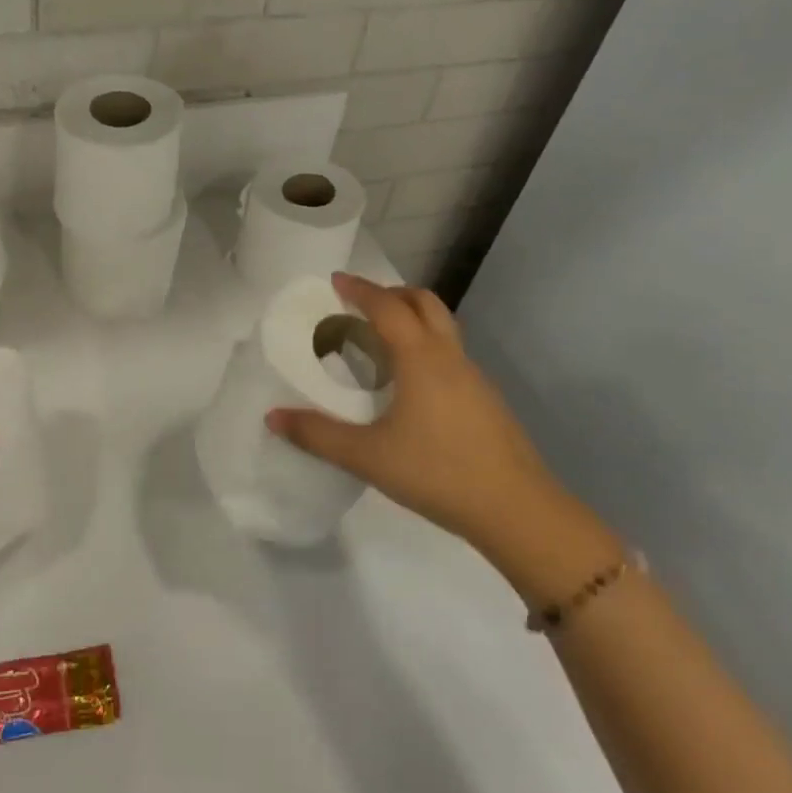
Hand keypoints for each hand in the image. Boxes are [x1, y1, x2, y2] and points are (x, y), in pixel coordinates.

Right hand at [266, 272, 554, 547]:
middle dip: (392, 294)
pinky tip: (410, 386)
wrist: (518, 512)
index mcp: (421, 359)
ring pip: (443, 329)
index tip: (336, 281)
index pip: (388, 308)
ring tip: (380, 342)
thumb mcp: (368, 456)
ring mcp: (475, 379)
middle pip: (425, 303)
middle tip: (361, 304)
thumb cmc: (438, 473)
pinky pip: (451, 356)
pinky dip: (426, 349)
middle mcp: (450, 358)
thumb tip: (273, 417)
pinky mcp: (487, 402)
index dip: (360, 290)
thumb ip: (318, 435)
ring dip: (412, 320)